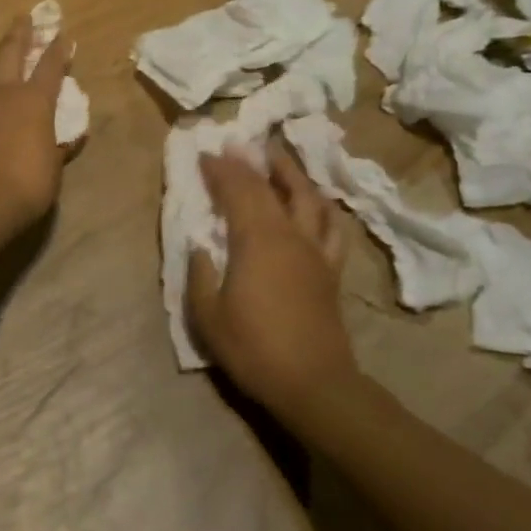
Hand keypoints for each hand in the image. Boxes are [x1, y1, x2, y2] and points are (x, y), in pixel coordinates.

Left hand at [0, 14, 76, 234]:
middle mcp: (2, 94)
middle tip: (22, 18)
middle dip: (19, 34)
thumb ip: (57, 148)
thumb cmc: (27, 184)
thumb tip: (68, 141)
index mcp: (34, 101)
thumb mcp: (52, 168)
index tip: (62, 35)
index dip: (59, 50)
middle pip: (9, 53)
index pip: (51, 66)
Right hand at [188, 140, 356, 419]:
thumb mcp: (208, 316)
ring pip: (306, 197)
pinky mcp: (330, 269)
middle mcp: (288, 234)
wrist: (314, 385)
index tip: (205, 154)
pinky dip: (323, 208)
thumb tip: (199, 246)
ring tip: (277, 156)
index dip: (220, 170)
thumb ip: (200, 275)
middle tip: (233, 145)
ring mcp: (314, 250)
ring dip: (289, 172)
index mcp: (256, 240)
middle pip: (268, 187)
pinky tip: (317, 201)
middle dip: (247, 164)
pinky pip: (331, 228)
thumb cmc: (255, 349)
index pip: (236, 191)